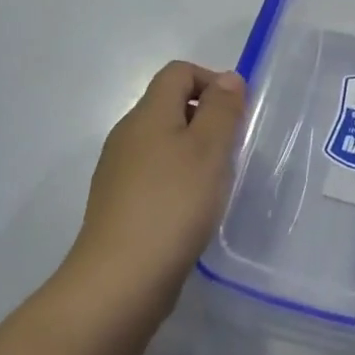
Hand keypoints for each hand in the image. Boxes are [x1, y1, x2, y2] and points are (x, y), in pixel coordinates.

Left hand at [52, 61, 246, 330]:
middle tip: (231, 150)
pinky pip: (154, 174)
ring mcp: (118, 171)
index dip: (211, 81)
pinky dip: (178, 179)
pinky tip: (192, 210)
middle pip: (169, 105)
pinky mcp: (118, 204)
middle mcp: (127, 135)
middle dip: (206, 118)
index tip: (236, 114)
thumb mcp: (209, 149)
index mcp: (147, 114)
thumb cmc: (172, 205)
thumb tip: (227, 78)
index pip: (178, 72)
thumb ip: (222, 109)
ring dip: (194, 151)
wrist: (119, 282)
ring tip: (216, 182)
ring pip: (163, 141)